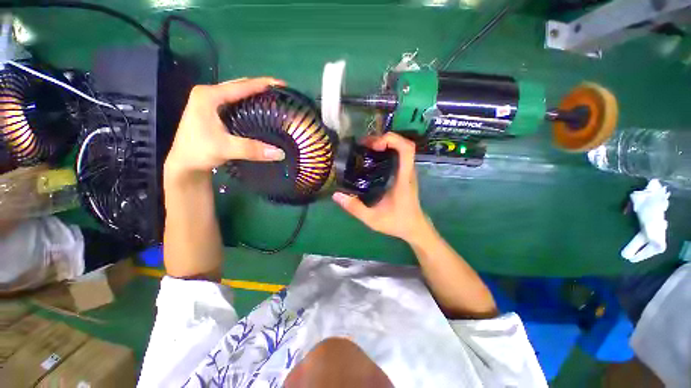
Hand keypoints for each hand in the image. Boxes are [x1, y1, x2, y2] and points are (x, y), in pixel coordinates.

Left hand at [164, 78, 285, 178]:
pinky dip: (250, 105)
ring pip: (238, 94)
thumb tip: (280, 153)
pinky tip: (260, 112)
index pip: (241, 86)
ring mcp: (211, 103)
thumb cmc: (199, 152)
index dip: (263, 84)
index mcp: (209, 96)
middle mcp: (209, 95)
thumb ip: (252, 149)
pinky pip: (237, 104)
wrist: (185, 164)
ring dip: (255, 96)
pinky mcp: (214, 113)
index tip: (282, 84)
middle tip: (280, 94)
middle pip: (240, 86)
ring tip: (273, 101)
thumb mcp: (225, 149)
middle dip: (261, 88)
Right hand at [332, 133, 429, 242]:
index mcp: (403, 179)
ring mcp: (407, 173)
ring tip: (365, 149)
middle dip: (383, 139)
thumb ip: (355, 208)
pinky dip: (385, 152)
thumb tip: (336, 195)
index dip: (391, 139)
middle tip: (364, 146)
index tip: (373, 145)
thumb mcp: (373, 219)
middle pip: (403, 144)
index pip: (407, 149)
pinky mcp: (404, 175)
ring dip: (384, 144)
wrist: (414, 228)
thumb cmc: (397, 223)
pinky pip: (398, 157)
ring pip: (400, 149)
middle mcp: (408, 172)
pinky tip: (371, 160)